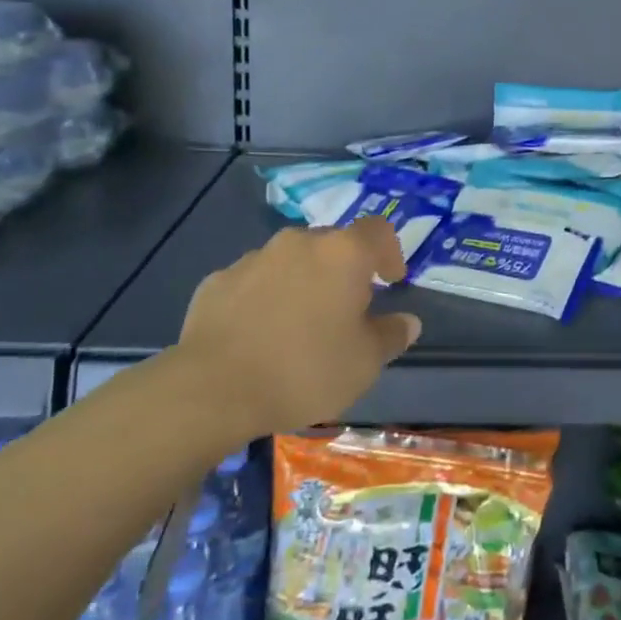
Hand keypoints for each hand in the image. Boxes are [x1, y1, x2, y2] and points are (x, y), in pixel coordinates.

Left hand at [163, 218, 421, 436]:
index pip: (378, 231)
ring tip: (300, 324)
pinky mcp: (218, 280)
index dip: (390, 252)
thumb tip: (407, 322)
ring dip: (303, 281)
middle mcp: (299, 243)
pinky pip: (254, 281)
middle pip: (333, 244)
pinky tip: (259, 334)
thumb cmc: (304, 369)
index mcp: (342, 253)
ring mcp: (254, 258)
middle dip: (345, 270)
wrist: (212, 388)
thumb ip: (391, 336)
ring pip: (291, 260)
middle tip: (346, 309)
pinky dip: (265, 297)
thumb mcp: (364, 363)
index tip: (390, 281)